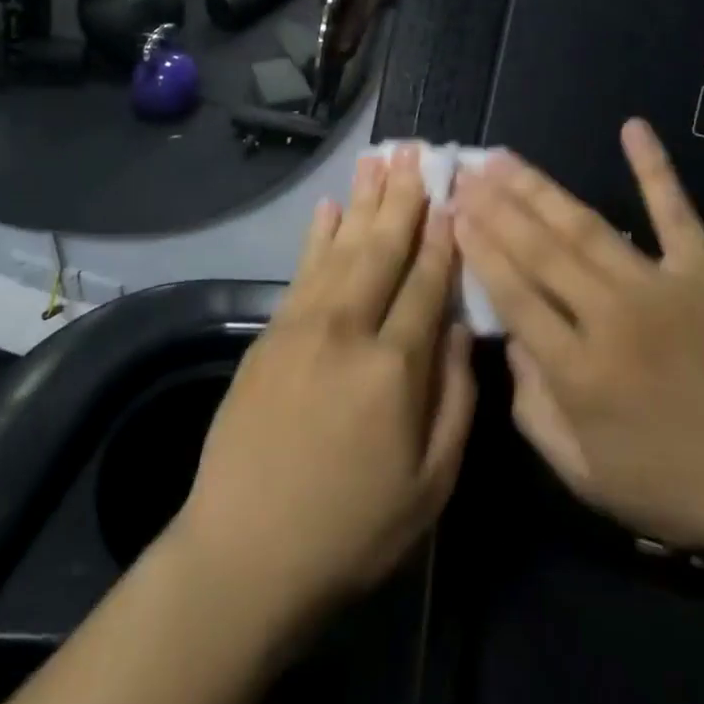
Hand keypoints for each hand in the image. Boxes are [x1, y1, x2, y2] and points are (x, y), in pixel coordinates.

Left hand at [173, 146, 475, 626]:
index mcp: (395, 368)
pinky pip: (301, 271)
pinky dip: (318, 235)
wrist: (245, 553)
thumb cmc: (352, 530)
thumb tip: (458, 329)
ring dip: (363, 200)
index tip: (454, 195)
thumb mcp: (430, 485)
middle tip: (416, 150)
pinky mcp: (270, 334)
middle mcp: (348, 330)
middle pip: (383, 249)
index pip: (427, 284)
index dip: (444, 237)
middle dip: (403, 198)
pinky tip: (329, 207)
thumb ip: (454, 399)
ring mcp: (302, 326)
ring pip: (342, 248)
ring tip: (379, 159)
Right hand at [453, 119, 703, 557]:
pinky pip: (675, 211)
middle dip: (495, 207)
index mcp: (579, 372)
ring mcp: (661, 287)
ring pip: (586, 226)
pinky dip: (653, 168)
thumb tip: (511, 345)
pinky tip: (632, 128)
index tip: (455, 213)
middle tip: (465, 172)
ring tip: (503, 158)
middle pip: (539, 251)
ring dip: (539, 189)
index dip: (480, 250)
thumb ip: (536, 412)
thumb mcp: (589, 476)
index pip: (514, 295)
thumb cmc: (682, 488)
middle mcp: (611, 319)